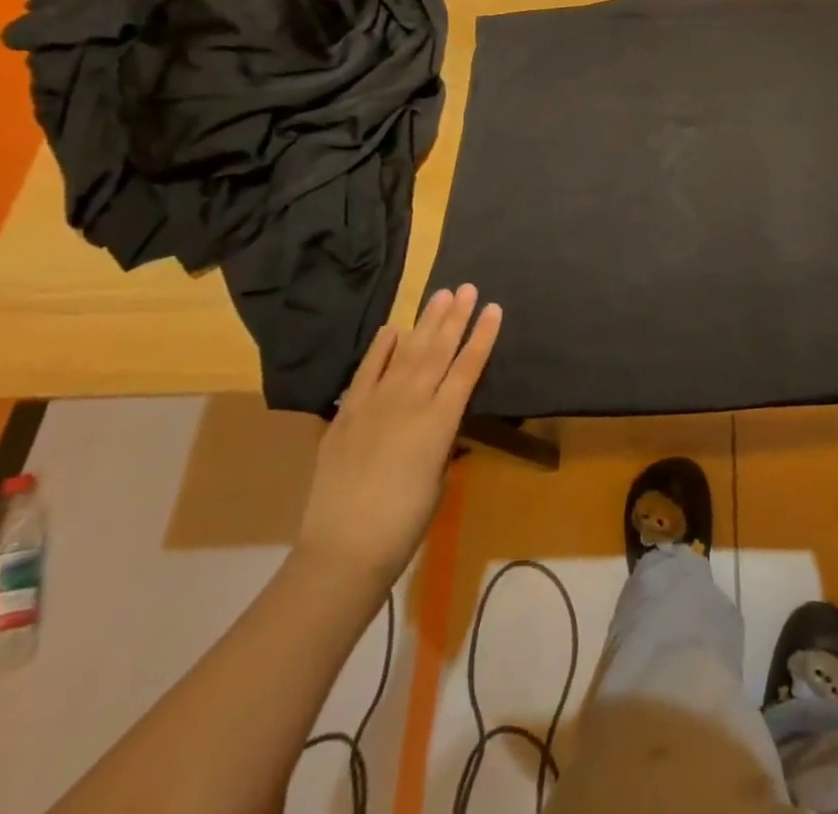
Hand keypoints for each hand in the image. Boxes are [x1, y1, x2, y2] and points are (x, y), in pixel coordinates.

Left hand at [295, 284, 501, 592]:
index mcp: (440, 421)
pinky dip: (380, 349)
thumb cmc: (405, 523)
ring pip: (406, 353)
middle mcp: (410, 403)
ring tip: (440, 295)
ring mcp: (375, 404)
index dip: (482, 337)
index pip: (467, 368)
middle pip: (438, 351)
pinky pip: (366, 372)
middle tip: (468, 288)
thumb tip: (443, 421)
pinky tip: (393, 328)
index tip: (494, 308)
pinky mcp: (347, 414)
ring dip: (425, 323)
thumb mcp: (438, 478)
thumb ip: (443, 442)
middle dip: (456, 317)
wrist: (343, 550)